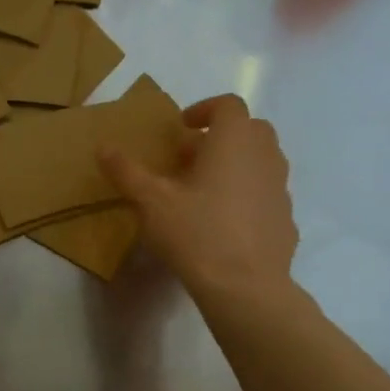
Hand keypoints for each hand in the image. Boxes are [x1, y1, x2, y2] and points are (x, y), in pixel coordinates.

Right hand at [100, 94, 295, 298]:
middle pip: (248, 130)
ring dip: (234, 166)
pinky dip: (247, 197)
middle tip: (188, 160)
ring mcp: (281, 187)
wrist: (245, 286)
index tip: (182, 128)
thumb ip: (126, 171)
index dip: (204, 110)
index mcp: (234, 140)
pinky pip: (265, 195)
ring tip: (204, 192)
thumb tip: (103, 147)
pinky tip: (224, 224)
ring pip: (260, 162)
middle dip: (219, 138)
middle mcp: (265, 155)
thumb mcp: (151, 201)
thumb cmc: (196, 232)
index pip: (227, 105)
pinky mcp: (286, 219)